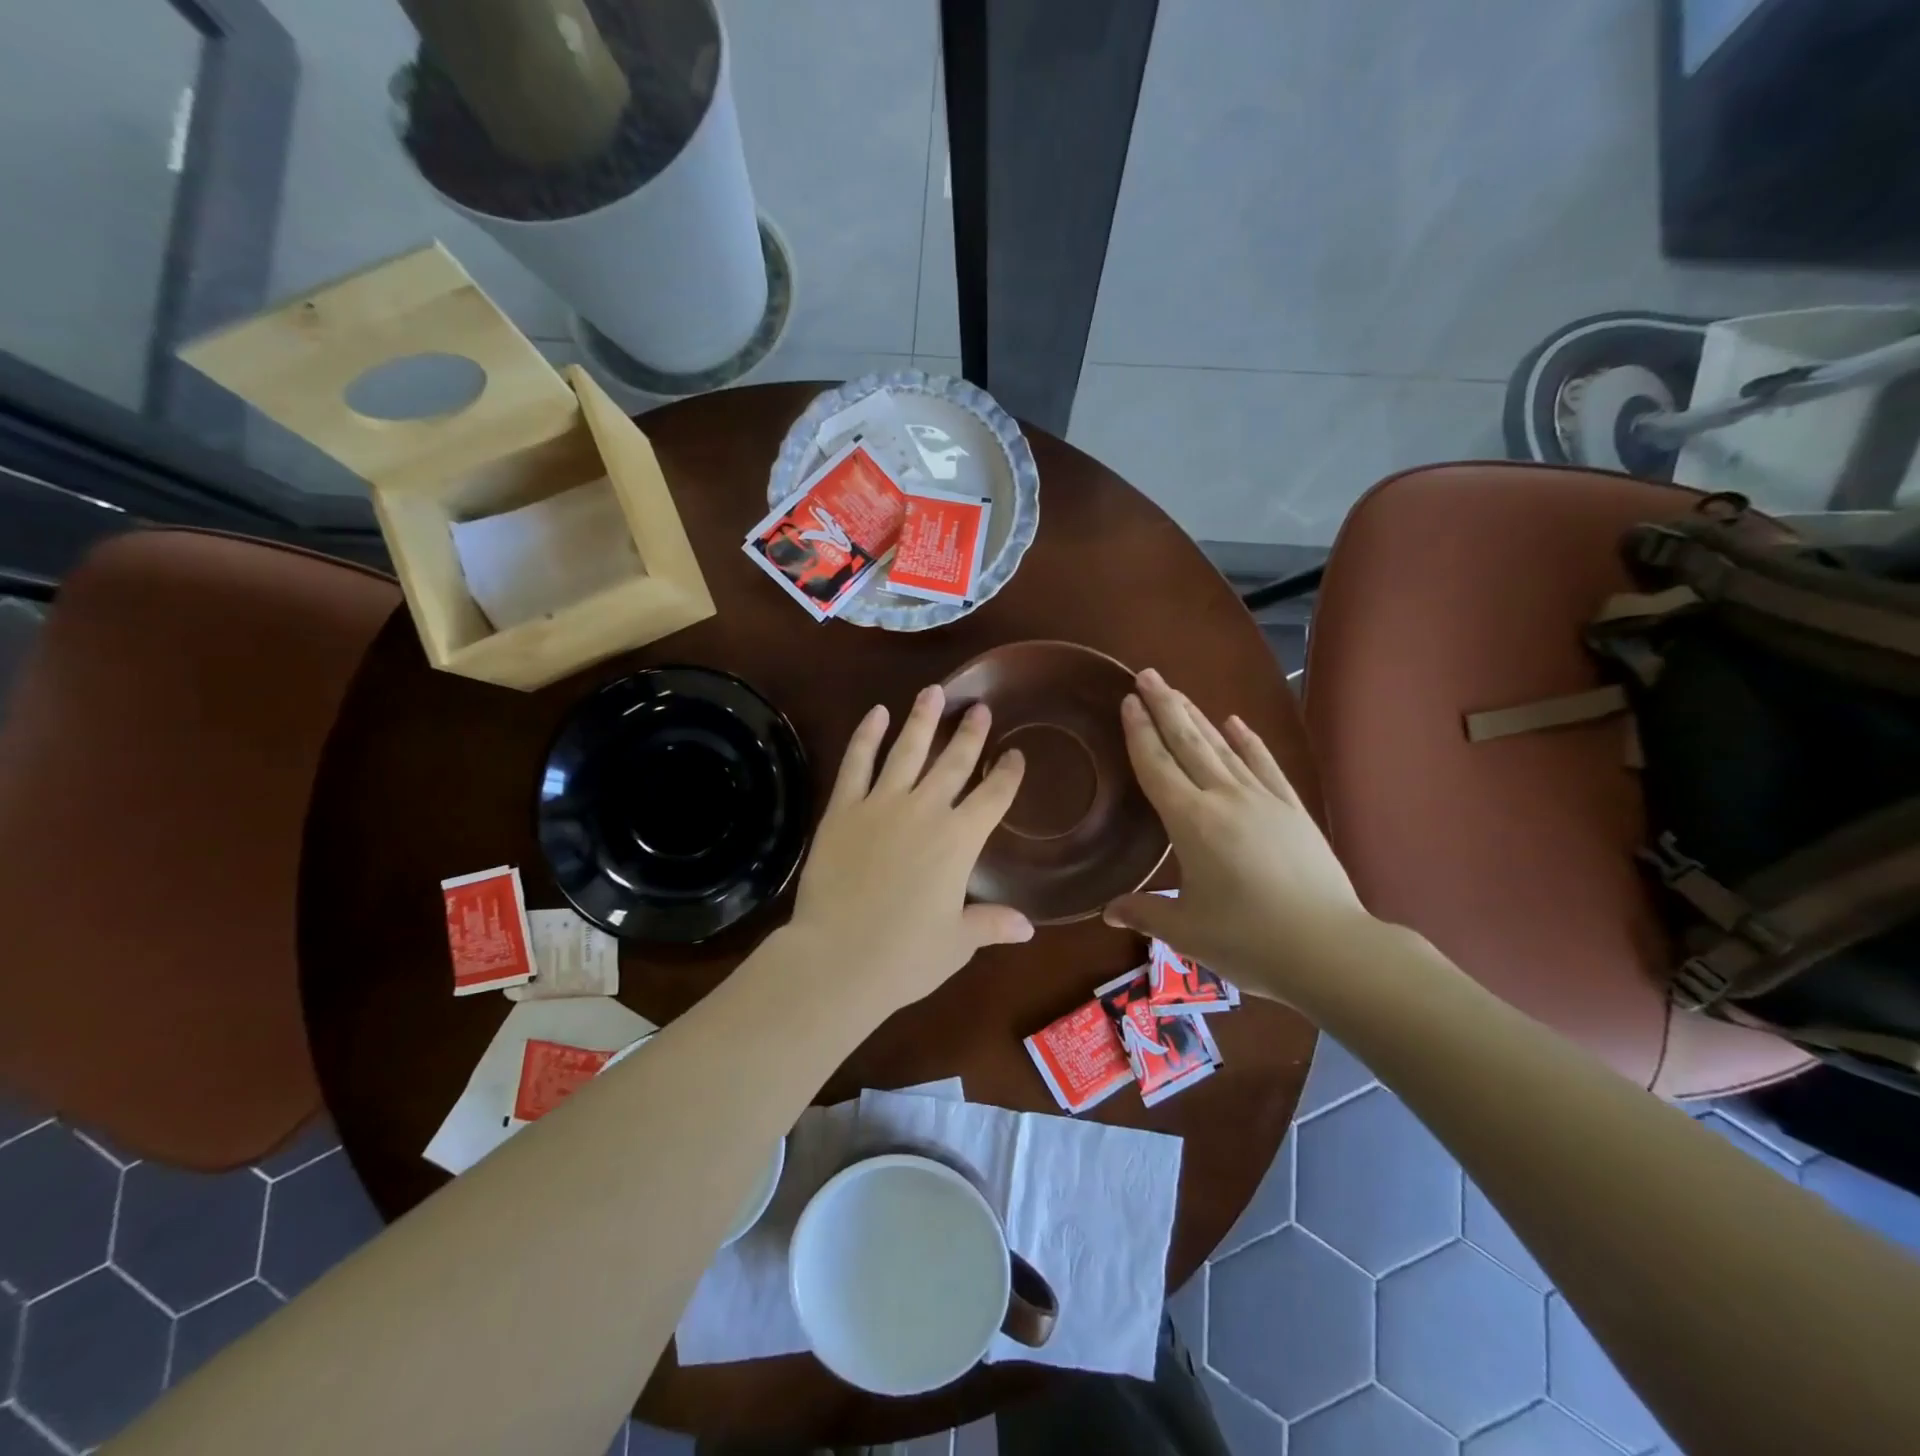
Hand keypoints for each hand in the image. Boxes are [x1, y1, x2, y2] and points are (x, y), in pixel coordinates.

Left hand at [785, 684, 1032, 1018]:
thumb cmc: (905, 956)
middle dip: (970, 734)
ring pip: (908, 750)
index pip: (994, 797)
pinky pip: (857, 763)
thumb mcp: (957, 943)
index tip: (1015, 755)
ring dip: (923, 719)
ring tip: (934, 691)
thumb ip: (991, 923)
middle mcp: (926, 810)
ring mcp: (881, 804)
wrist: (838, 960)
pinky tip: (876, 714)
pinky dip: (867, 736)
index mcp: (960, 841)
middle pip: (954, 763)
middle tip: (980, 708)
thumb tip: (1027, 926)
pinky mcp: (843, 809)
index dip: (1008, 774)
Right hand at [1103, 669, 1377, 1004]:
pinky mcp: (1292, 809)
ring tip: (1177, 692)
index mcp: (1191, 823)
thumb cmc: (1249, 941)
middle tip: (1147, 675)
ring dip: (1197, 717)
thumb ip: (1144, 912)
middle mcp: (1224, 799)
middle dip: (1165, 707)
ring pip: (1222, 747)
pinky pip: (1265, 765)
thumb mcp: (1187, 931)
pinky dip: (1248, 741)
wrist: (1331, 950)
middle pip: (1188, 743)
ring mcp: (1263, 800)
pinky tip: (1236, 722)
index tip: (1127, 701)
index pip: (1157, 767)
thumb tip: (1106, 911)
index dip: (1139, 733)